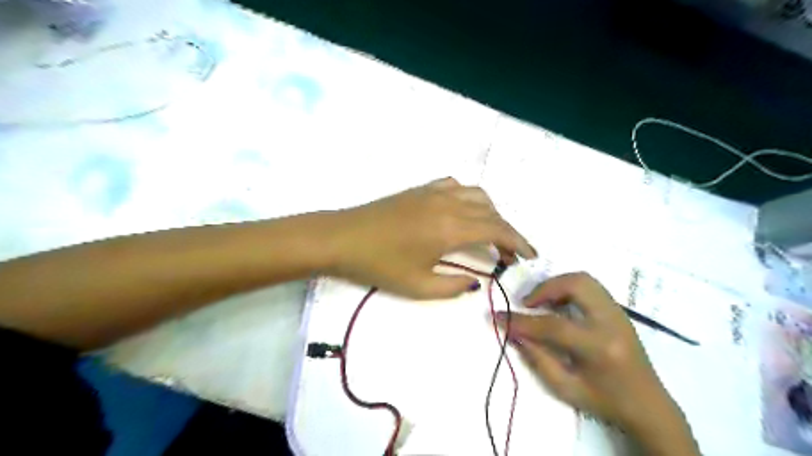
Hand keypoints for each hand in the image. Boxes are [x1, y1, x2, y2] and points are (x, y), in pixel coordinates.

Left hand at [325, 178, 536, 297]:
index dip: (519, 242)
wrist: (342, 237)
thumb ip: (454, 284)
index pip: (497, 230)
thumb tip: (476, 280)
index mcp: (450, 228)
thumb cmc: (378, 264)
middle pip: (491, 212)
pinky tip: (463, 213)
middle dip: (507, 231)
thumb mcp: (418, 285)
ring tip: (490, 234)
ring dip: (490, 213)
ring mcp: (433, 192)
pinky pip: (456, 186)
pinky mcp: (421, 189)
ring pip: (477, 195)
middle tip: (509, 253)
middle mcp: (448, 203)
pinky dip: (469, 198)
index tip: (530, 255)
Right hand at [496, 271, 697, 452]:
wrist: (648, 405)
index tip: (497, 316)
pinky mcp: (618, 310)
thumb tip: (513, 332)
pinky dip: (569, 288)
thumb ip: (537, 357)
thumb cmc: (605, 401)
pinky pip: (590, 286)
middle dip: (545, 288)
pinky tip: (560, 304)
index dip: (520, 320)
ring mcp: (618, 313)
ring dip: (557, 285)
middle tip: (528, 304)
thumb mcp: (565, 387)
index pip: (552, 325)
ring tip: (543, 302)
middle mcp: (611, 322)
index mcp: (598, 347)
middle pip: (576, 285)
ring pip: (584, 279)